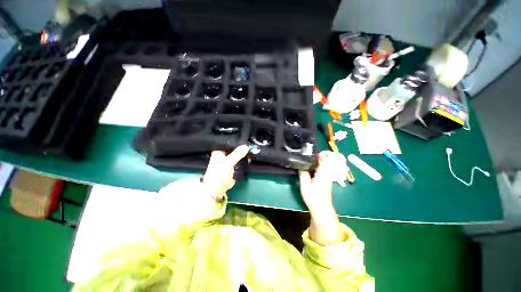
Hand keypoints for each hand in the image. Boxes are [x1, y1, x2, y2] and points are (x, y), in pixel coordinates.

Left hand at [203, 145, 249, 200]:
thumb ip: (238, 153)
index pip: (229, 143)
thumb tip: (246, 146)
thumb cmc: (219, 174)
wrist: (216, 189)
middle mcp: (222, 155)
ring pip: (236, 156)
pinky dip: (242, 161)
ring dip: (243, 155)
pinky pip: (238, 162)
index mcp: (219, 151)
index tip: (246, 141)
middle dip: (242, 149)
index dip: (237, 142)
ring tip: (251, 152)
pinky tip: (248, 159)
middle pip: (234, 149)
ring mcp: (227, 162)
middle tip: (251, 147)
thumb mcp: (229, 162)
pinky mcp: (230, 168)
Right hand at [299, 151, 346, 244]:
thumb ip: (303, 174)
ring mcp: (327, 177)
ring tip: (305, 161)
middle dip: (314, 157)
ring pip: (322, 166)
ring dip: (315, 162)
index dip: (317, 153)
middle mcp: (326, 173)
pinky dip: (316, 168)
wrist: (322, 209)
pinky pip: (321, 170)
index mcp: (322, 173)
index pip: (323, 159)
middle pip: (322, 161)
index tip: (309, 150)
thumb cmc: (313, 197)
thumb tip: (301, 166)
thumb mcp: (305, 185)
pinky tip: (309, 170)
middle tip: (304, 155)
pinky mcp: (325, 181)